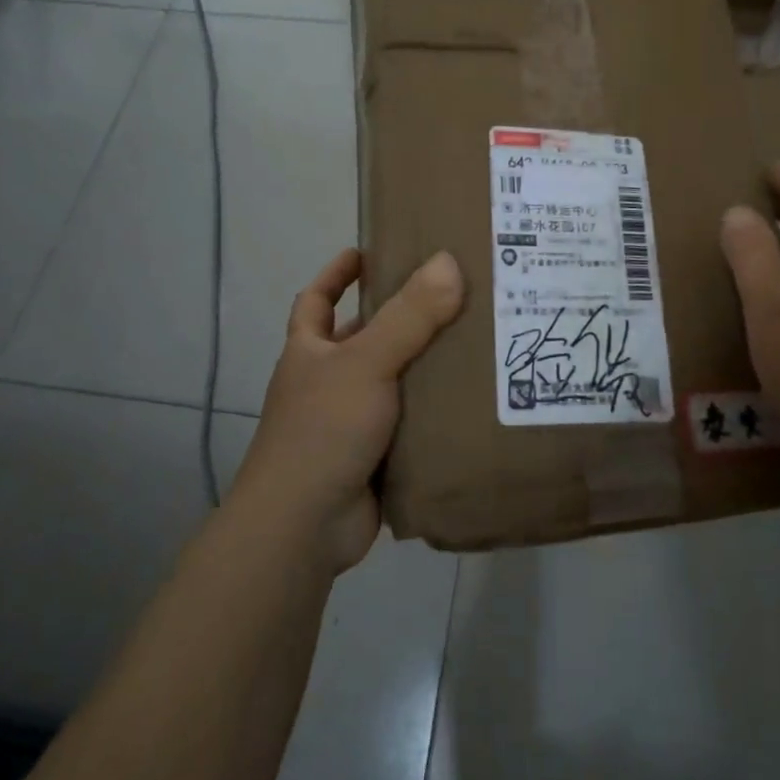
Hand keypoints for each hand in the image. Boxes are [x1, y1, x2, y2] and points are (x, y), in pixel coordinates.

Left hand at [233, 248, 464, 574]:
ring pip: (393, 382)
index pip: (317, 300)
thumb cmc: (323, 430)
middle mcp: (326, 383)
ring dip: (425, 367)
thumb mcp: (366, 362)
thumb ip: (409, 315)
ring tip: (476, 342)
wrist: (303, 528)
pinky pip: (410, 425)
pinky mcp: (375, 458)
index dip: (337, 274)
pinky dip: (434, 414)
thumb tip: (449, 261)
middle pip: (364, 339)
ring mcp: (350, 423)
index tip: (367, 252)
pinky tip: (472, 401)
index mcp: (311, 352)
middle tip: (452, 297)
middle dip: (400, 319)